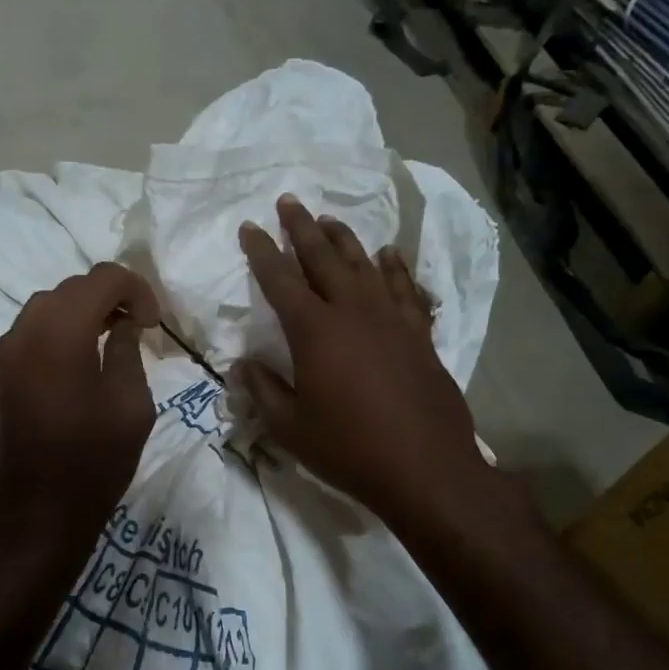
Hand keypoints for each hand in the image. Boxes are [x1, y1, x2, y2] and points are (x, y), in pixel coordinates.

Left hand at [0, 262, 159, 571]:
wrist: (35, 517)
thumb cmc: (93, 464)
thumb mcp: (131, 406)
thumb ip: (127, 351)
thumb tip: (122, 324)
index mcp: (59, 334)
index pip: (101, 278)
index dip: (136, 289)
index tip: (154, 322)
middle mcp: (24, 332)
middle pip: (71, 287)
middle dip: (109, 296)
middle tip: (139, 325)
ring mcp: (4, 353)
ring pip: (47, 306)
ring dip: (83, 310)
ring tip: (112, 337)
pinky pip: (31, 331)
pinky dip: (60, 329)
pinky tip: (82, 356)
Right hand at [235, 196, 509, 534]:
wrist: (425, 468)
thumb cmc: (348, 448)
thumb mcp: (290, 427)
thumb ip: (263, 390)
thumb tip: (242, 365)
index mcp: (315, 331)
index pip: (280, 280)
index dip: (261, 252)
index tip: (250, 227)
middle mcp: (353, 312)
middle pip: (323, 258)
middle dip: (302, 228)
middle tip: (289, 202)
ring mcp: (392, 319)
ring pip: (364, 265)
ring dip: (344, 239)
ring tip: (329, 220)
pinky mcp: (419, 334)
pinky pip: (405, 288)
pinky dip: (395, 267)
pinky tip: (388, 254)